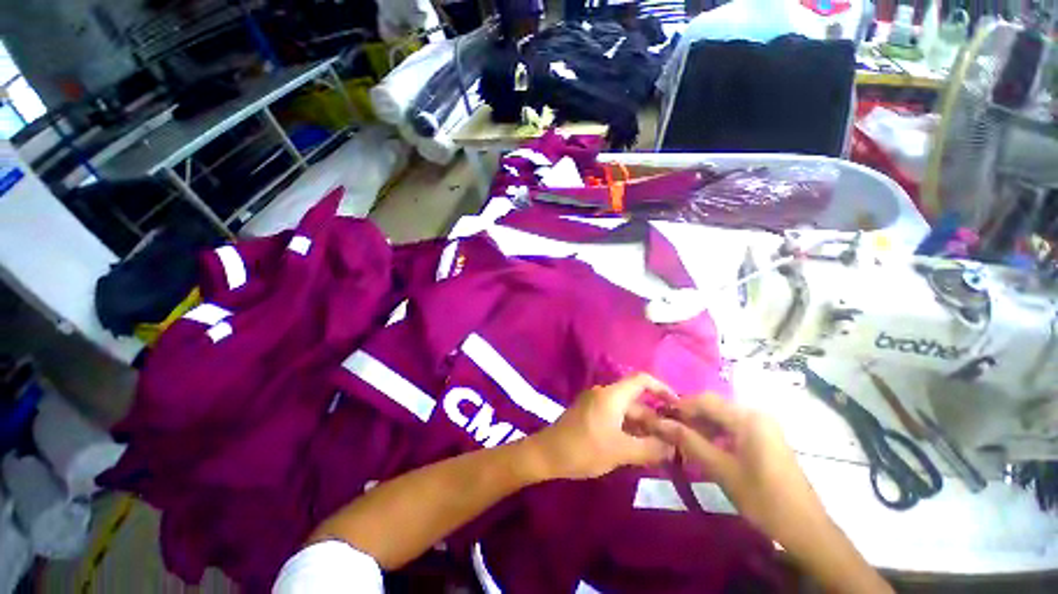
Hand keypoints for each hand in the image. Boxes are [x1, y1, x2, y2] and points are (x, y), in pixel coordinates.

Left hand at [524, 374, 675, 479]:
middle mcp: (604, 394)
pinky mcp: (589, 413)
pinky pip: (615, 416)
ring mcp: (595, 403)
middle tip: (673, 439)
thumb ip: (649, 448)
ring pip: (626, 410)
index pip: (642, 380)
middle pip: (636, 399)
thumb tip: (673, 447)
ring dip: (642, 426)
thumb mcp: (620, 451)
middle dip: (655, 417)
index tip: (678, 406)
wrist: (547, 454)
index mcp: (612, 395)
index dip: (662, 388)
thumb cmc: (584, 448)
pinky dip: (628, 428)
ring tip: (660, 447)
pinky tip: (638, 447)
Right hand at [647, 394, 827, 544]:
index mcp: (747, 418)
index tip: (659, 417)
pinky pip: (734, 426)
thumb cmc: (762, 499)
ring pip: (722, 416)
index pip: (704, 400)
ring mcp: (763, 425)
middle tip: (669, 430)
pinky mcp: (766, 437)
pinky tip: (705, 446)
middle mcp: (756, 414)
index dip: (679, 407)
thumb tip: (659, 422)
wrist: (805, 529)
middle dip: (689, 416)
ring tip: (683, 440)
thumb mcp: (721, 470)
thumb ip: (689, 441)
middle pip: (713, 406)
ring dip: (701, 425)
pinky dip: (716, 433)